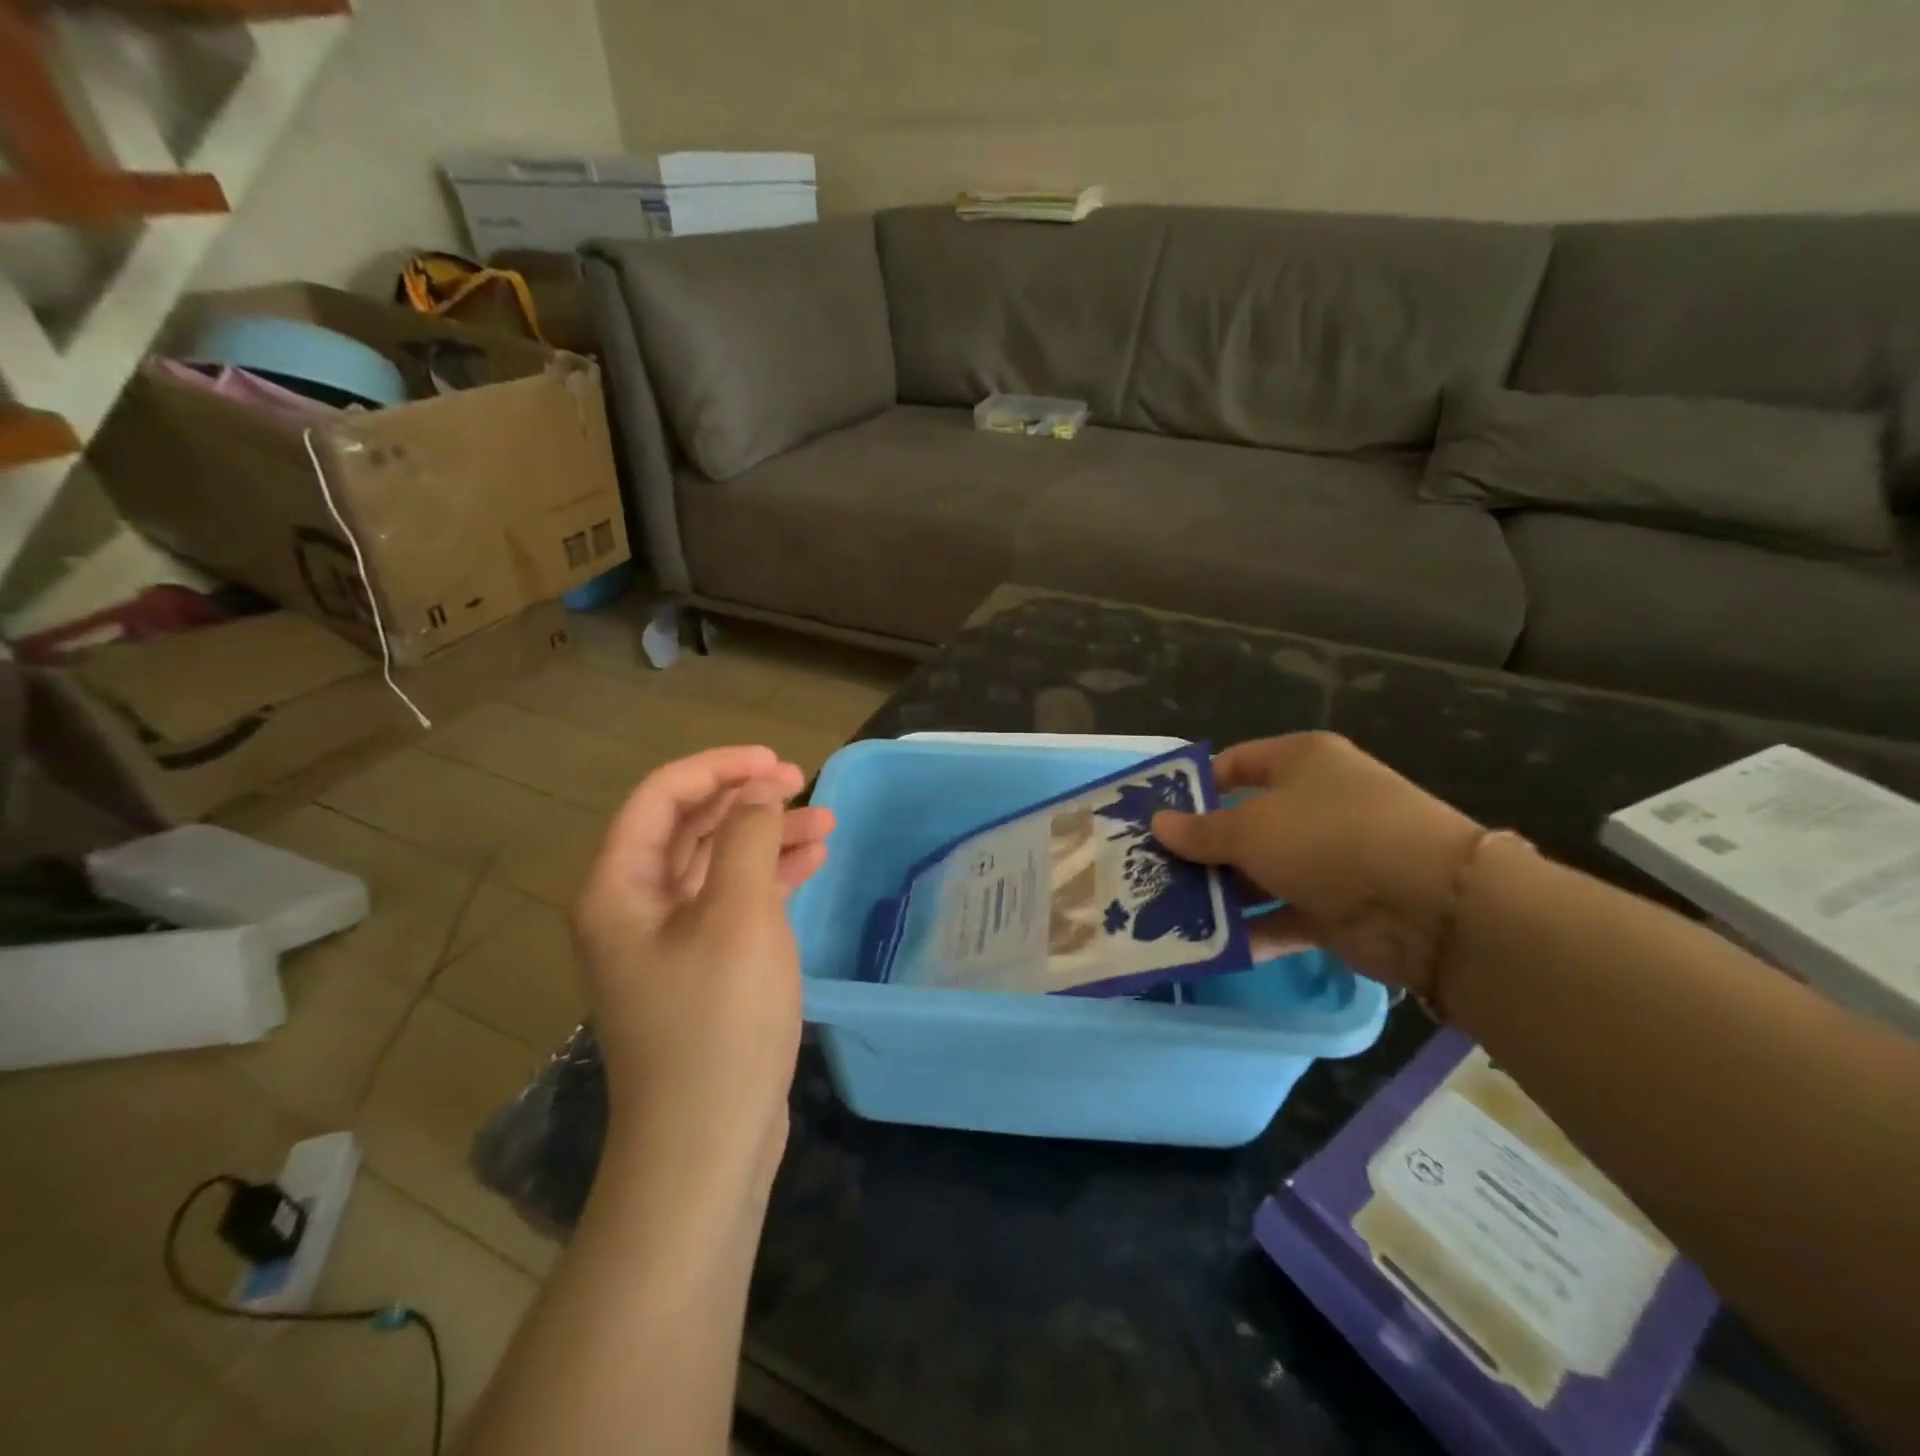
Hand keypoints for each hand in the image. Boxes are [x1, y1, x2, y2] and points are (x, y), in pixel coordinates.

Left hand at [572, 746, 833, 1187]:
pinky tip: (813, 863)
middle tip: (804, 785)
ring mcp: (667, 939)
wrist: (707, 1142)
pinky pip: (732, 900)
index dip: (719, 768)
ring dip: (766, 837)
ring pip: (716, 863)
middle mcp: (633, 906)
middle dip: (746, 800)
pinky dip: (769, 877)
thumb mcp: (739, 916)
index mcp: (619, 887)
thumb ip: (747, 838)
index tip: (777, 763)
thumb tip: (759, 792)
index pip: (661, 797)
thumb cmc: (718, 1021)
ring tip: (826, 824)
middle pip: (689, 826)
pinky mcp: (700, 966)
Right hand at [1151, 732, 1483, 996]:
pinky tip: (1208, 945)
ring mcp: (1330, 858)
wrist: (1430, 905)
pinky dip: (1252, 929)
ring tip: (1169, 910)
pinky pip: (1282, 914)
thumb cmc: (1327, 837)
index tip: (1156, 815)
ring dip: (1221, 892)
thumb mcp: (1250, 829)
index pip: (1237, 764)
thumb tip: (1158, 824)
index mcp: (1301, 762)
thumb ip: (1200, 832)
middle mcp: (1316, 803)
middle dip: (1201, 848)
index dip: (1196, 787)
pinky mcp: (1339, 908)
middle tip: (1152, 869)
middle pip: (1245, 822)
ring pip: (1261, 872)